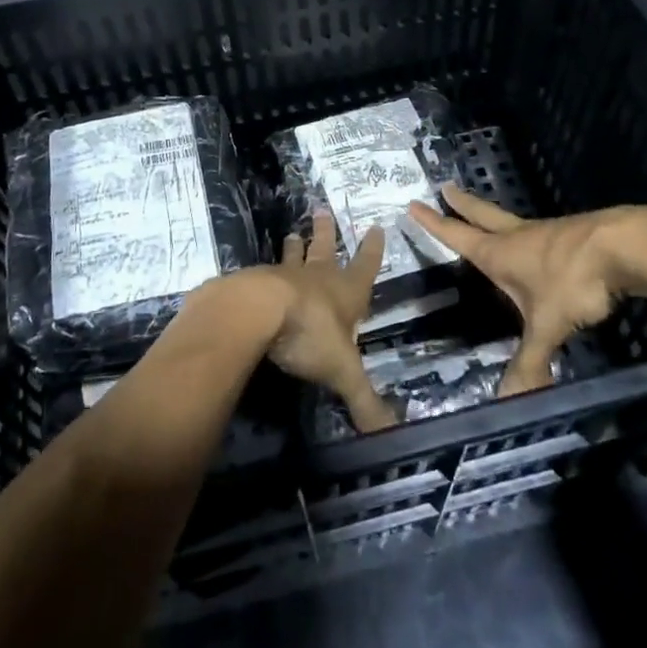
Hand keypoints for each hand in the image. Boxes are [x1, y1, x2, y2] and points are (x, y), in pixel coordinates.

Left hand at [255, 214, 398, 432]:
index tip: (376, 227)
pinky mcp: (255, 282)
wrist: (257, 311)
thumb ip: (364, 401)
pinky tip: (257, 273)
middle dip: (327, 234)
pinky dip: (264, 272)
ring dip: (295, 247)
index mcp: (345, 292)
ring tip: (292, 233)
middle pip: (325, 250)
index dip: (372, 250)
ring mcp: (284, 276)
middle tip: (322, 212)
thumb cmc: (310, 333)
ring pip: (293, 257)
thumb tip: (391, 435)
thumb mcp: (343, 371)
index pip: (366, 267)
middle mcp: (317, 278)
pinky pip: (263, 273)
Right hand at [408, 185, 646, 394]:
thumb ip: (530, 361)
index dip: (435, 223)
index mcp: (501, 253)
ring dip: (496, 217)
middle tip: (446, 187)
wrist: (626, 246)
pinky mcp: (576, 233)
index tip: (414, 204)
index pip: (459, 235)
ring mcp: (549, 231)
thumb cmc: (573, 282)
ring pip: (514, 221)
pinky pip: (546, 232)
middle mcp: (520, 236)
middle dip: (463, 204)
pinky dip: (533, 234)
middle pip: (483, 214)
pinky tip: (544, 243)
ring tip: (491, 220)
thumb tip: (509, 401)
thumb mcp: (548, 326)